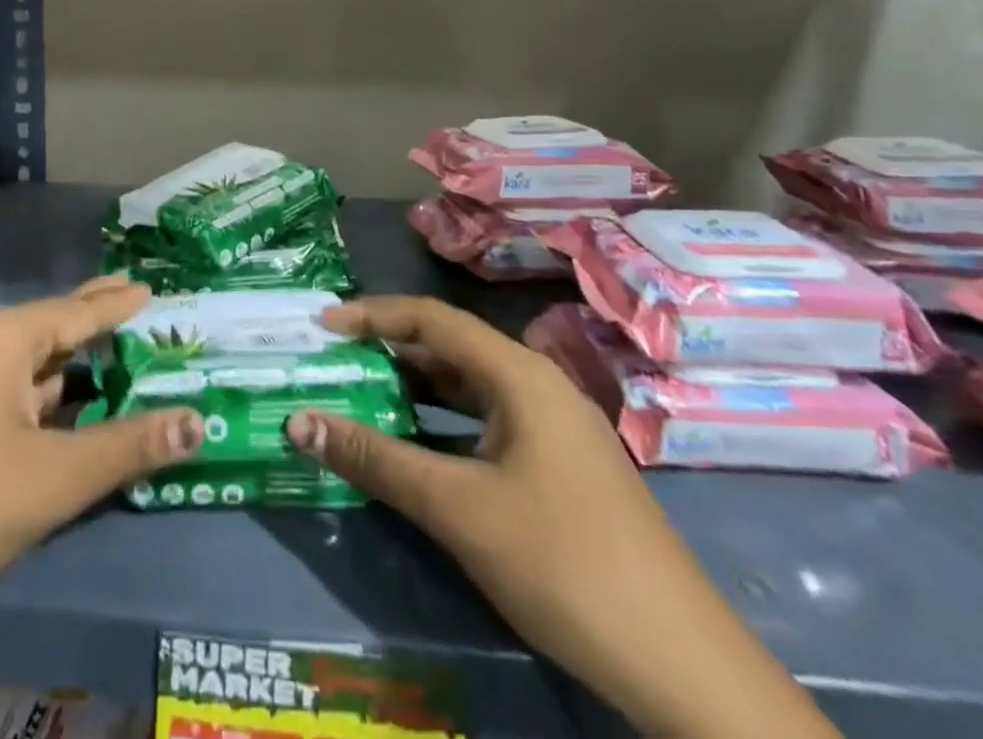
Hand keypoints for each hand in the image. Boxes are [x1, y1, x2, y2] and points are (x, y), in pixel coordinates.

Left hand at [0, 273, 204, 634]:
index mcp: (0, 338)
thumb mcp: (52, 477)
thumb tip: (199, 422)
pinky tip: (53, 417)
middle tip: (132, 303)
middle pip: (48, 329)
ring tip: (108, 366)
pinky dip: (35, 402)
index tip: (152, 288)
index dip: (118, 303)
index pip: (77, 312)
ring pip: (21, 369)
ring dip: (66, 371)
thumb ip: (128, 447)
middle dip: (91, 322)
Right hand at [285, 297, 839, 738]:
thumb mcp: (459, 508)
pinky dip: (443, 425)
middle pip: (450, 348)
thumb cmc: (563, 563)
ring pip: (469, 388)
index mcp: (520, 374)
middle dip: (389, 352)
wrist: (683, 667)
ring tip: (361, 396)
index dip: (373, 315)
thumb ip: (377, 459)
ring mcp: (553, 427)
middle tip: (334, 363)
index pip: (432, 318)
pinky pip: (487, 423)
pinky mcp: (560, 466)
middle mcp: (537, 385)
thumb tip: (299, 422)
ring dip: (415, 390)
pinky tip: (415, 447)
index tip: (322, 325)